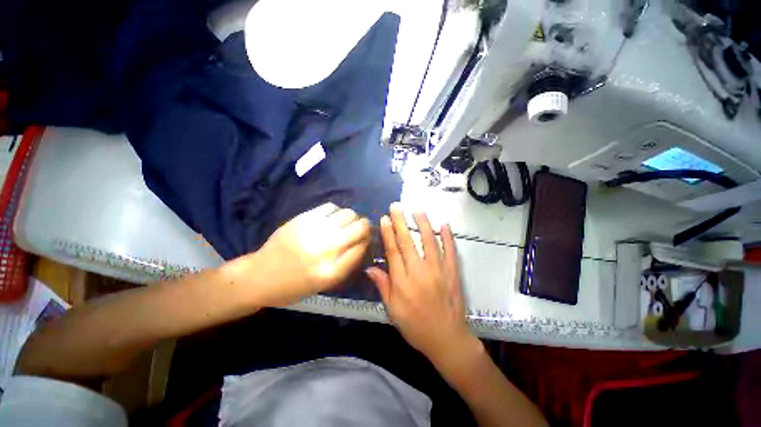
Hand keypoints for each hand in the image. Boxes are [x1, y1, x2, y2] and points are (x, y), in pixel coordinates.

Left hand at [230, 203, 370, 306]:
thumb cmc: (295, 285)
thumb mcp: (326, 283)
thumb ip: (348, 263)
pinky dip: (337, 211)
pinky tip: (332, 218)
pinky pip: (331, 207)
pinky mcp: (303, 219)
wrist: (260, 276)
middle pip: (359, 228)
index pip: (363, 247)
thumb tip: (364, 241)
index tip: (367, 238)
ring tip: (345, 223)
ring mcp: (314, 231)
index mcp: (332, 271)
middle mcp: (326, 249)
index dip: (368, 240)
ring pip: (348, 214)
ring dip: (352, 218)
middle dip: (365, 226)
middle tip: (360, 228)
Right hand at [366, 204, 476, 365]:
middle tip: (396, 206)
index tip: (384, 218)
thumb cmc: (415, 326)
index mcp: (402, 281)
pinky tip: (444, 225)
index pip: (393, 251)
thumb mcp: (393, 310)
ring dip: (423, 224)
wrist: (446, 338)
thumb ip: (383, 286)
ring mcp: (438, 270)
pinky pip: (450, 251)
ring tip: (418, 210)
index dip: (388, 233)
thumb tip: (370, 268)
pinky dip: (448, 237)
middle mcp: (419, 271)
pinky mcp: (453, 272)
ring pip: (429, 241)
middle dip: (400, 222)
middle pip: (408, 242)